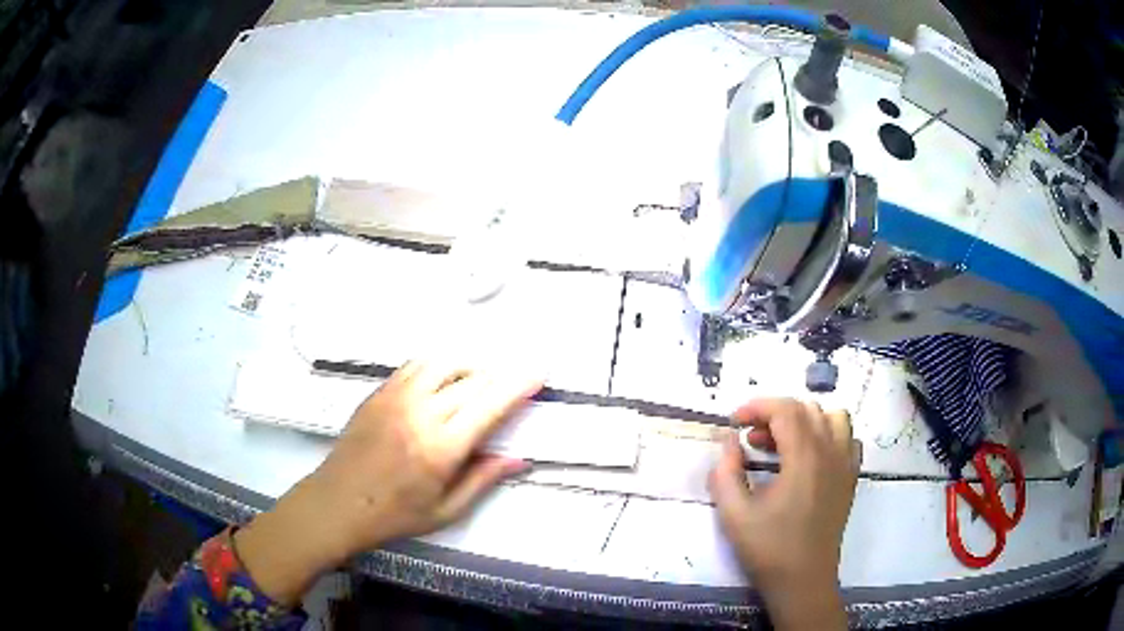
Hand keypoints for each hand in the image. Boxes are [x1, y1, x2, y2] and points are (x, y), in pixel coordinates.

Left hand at [235, 361, 542, 604]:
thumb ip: (483, 480)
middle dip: (501, 375)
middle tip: (517, 377)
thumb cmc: (394, 514)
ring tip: (482, 376)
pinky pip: (416, 365)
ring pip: (444, 363)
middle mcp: (422, 413)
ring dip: (470, 365)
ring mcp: (397, 397)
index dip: (518, 385)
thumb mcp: (445, 510)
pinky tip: (446, 376)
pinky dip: (439, 365)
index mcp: (441, 448)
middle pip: (472, 380)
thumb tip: (519, 458)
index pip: (490, 405)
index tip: (538, 373)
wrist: (337, 502)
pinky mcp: (379, 392)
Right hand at [708, 398, 858, 630]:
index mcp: (805, 458)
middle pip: (807, 409)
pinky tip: (809, 457)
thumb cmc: (768, 549)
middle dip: (775, 414)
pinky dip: (828, 435)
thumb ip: (726, 472)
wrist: (803, 581)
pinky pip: (847, 439)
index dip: (756, 407)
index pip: (785, 410)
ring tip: (782, 444)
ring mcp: (846, 465)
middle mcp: (831, 453)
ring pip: (833, 418)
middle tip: (750, 439)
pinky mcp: (850, 479)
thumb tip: (728, 440)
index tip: (734, 423)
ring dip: (805, 420)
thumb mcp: (734, 514)